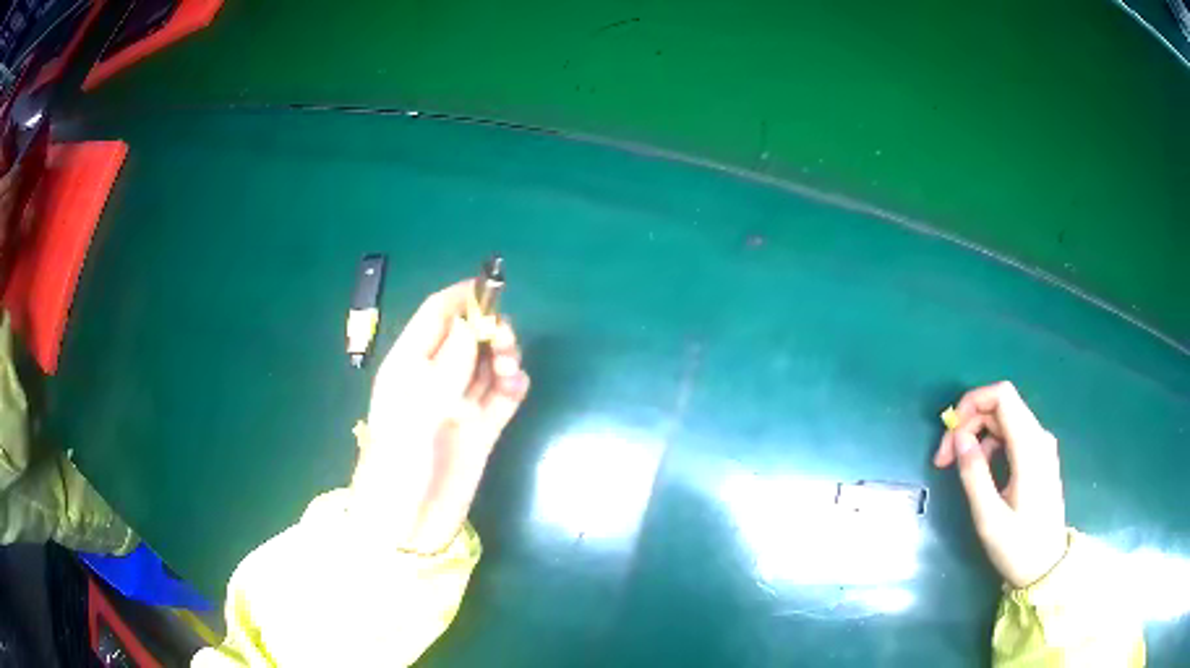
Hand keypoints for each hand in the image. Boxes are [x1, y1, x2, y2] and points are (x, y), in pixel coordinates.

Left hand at [350, 280, 529, 553]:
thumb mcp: (417, 406)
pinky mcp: (482, 428)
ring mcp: (461, 403)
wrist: (410, 520)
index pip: (438, 314)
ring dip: (505, 357)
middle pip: (470, 335)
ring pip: (489, 362)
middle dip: (492, 330)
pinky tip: (515, 390)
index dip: (464, 297)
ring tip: (510, 374)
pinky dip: (513, 386)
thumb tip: (473, 324)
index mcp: (411, 364)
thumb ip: (447, 364)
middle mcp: (437, 377)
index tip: (495, 289)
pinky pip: (503, 395)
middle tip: (505, 347)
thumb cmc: (400, 461)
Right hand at [934, 381, 1066, 587]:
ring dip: (977, 434)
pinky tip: (980, 471)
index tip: (949, 433)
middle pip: (1000, 406)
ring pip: (1004, 419)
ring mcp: (1041, 445)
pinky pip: (1011, 434)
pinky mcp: (1039, 456)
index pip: (1002, 395)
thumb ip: (974, 475)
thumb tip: (959, 438)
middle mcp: (1039, 436)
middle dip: (968, 423)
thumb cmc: (1019, 547)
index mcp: (1030, 447)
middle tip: (944, 458)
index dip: (972, 402)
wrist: (1047, 566)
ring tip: (958, 467)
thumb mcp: (990, 518)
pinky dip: (989, 443)